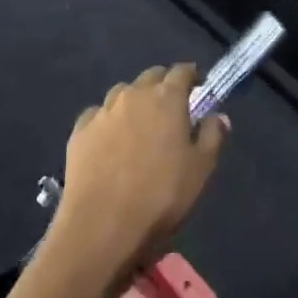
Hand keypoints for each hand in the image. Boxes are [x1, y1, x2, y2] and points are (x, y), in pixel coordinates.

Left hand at [50, 64, 226, 280]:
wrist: (102, 225)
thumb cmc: (161, 196)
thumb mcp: (201, 169)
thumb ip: (212, 136)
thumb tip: (217, 115)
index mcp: (166, 98)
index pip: (182, 71)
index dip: (192, 76)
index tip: (198, 87)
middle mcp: (133, 95)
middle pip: (151, 77)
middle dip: (163, 85)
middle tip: (171, 108)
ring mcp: (103, 111)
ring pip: (122, 93)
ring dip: (135, 101)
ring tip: (140, 124)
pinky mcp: (79, 131)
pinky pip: (98, 115)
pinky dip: (109, 120)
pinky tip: (110, 141)